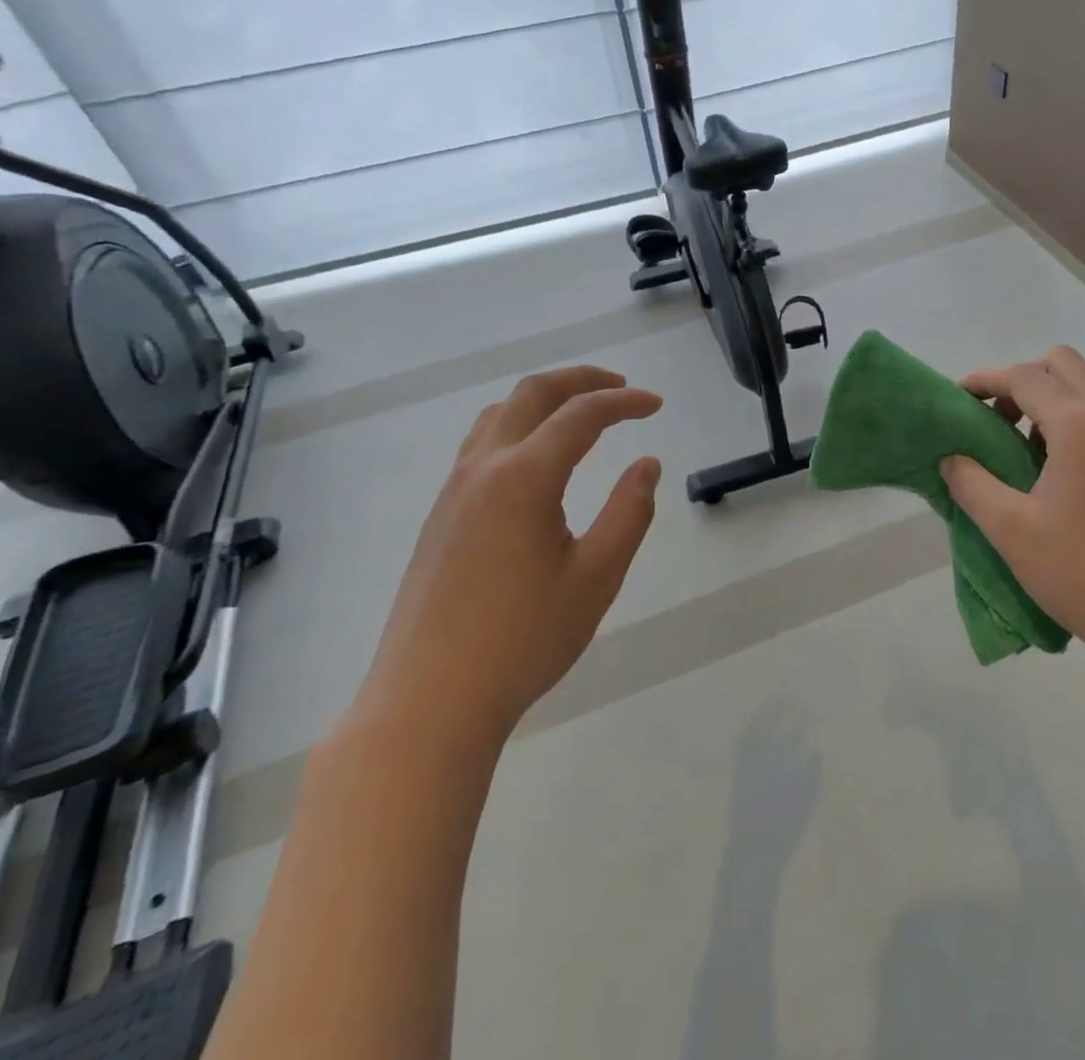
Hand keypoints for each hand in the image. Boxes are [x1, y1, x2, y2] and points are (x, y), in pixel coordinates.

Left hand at [357, 366, 662, 761]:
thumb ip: (629, 512)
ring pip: (498, 415)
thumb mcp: (596, 577)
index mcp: (523, 477)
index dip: (624, 402)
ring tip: (580, 414)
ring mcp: (453, 491)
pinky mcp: (440, 516)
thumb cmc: (523, 640)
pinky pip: (481, 445)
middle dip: (580, 380)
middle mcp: (483, 468)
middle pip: (531, 394)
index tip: (656, 405)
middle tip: (620, 389)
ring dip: (543, 400)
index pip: (581, 415)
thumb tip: (646, 465)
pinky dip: (518, 427)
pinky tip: (536, 461)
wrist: (429, 702)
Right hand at [939, 347, 1084, 681]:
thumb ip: (971, 484)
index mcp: (1082, 426)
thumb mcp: (1009, 529)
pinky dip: (1075, 426)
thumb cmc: (1080, 572)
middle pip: (1063, 365)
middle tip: (993, 418)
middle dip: (1021, 379)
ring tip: (1021, 450)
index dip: (985, 379)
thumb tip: (951, 459)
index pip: (1025, 377)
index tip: (958, 397)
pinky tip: (1058, 476)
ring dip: (1050, 403)